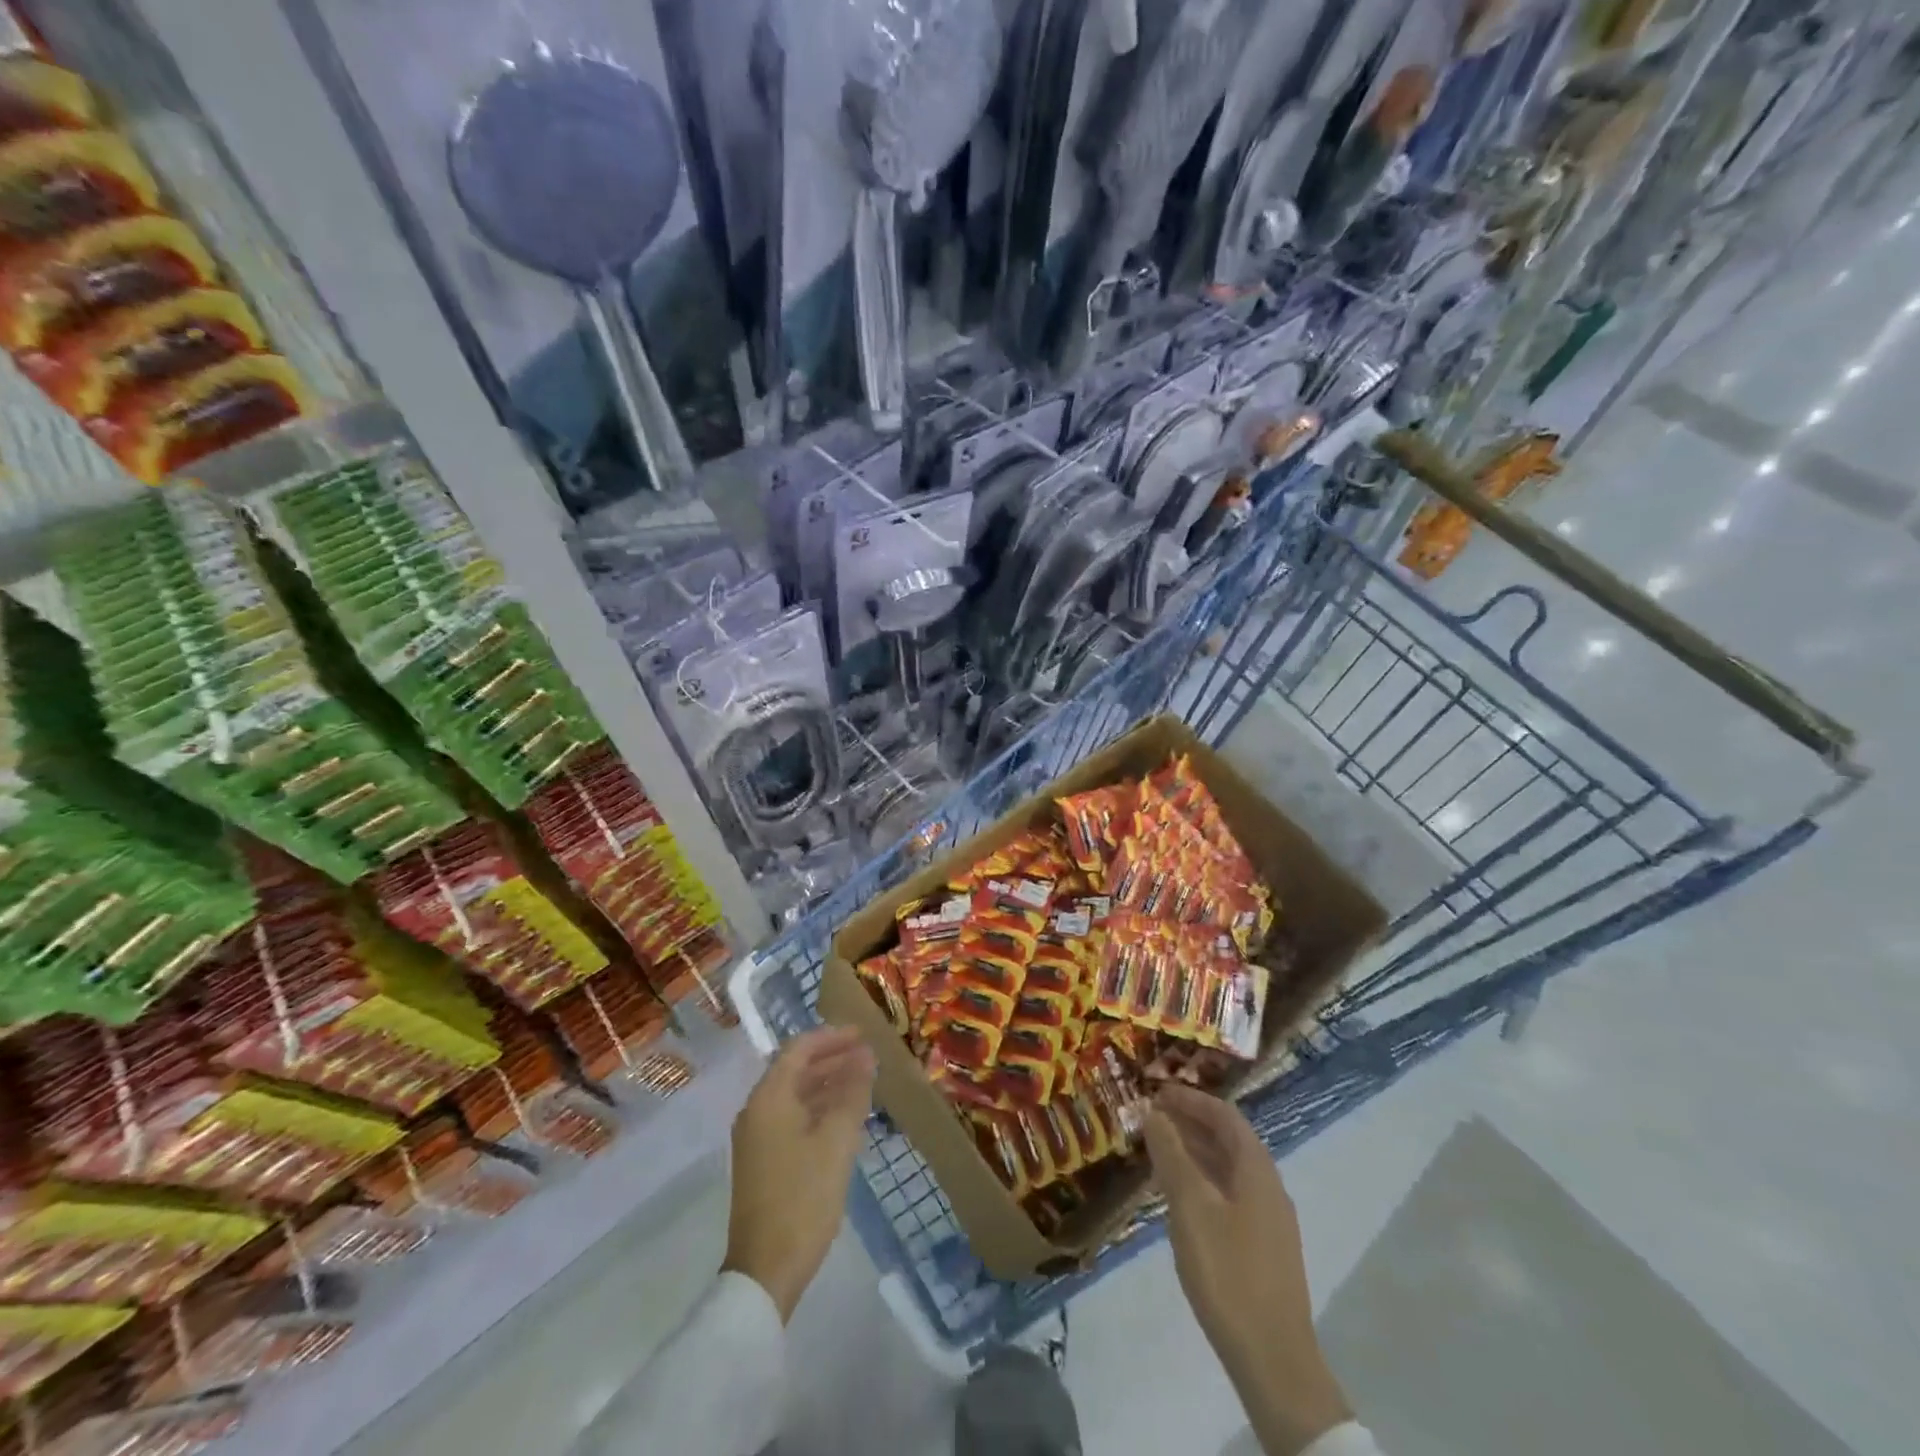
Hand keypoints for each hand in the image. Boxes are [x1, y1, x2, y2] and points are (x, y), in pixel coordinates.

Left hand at [723, 1027, 875, 1321]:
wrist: (766, 1270)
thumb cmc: (803, 1197)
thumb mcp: (837, 1140)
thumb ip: (852, 1092)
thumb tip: (866, 1057)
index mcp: (769, 1098)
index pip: (798, 1049)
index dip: (831, 1037)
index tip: (863, 1035)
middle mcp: (757, 1111)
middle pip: (795, 1070)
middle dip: (832, 1059)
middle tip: (868, 1056)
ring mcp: (758, 1139)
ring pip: (796, 1096)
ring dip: (828, 1084)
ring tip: (864, 1081)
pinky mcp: (764, 1162)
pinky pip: (794, 1118)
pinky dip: (819, 1109)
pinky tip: (846, 1117)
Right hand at [1145, 1084, 1351, 1455]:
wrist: (1273, 1360)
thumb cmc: (1228, 1272)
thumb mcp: (1190, 1206)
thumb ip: (1171, 1155)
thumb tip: (1154, 1113)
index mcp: (1257, 1170)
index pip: (1225, 1115)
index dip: (1191, 1099)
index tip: (1157, 1091)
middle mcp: (1268, 1187)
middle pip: (1229, 1140)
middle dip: (1190, 1123)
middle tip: (1150, 1117)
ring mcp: (1268, 1220)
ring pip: (1228, 1169)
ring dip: (1194, 1152)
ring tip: (1156, 1151)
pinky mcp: (1262, 1249)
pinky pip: (1229, 1195)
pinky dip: (1202, 1182)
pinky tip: (1177, 1198)